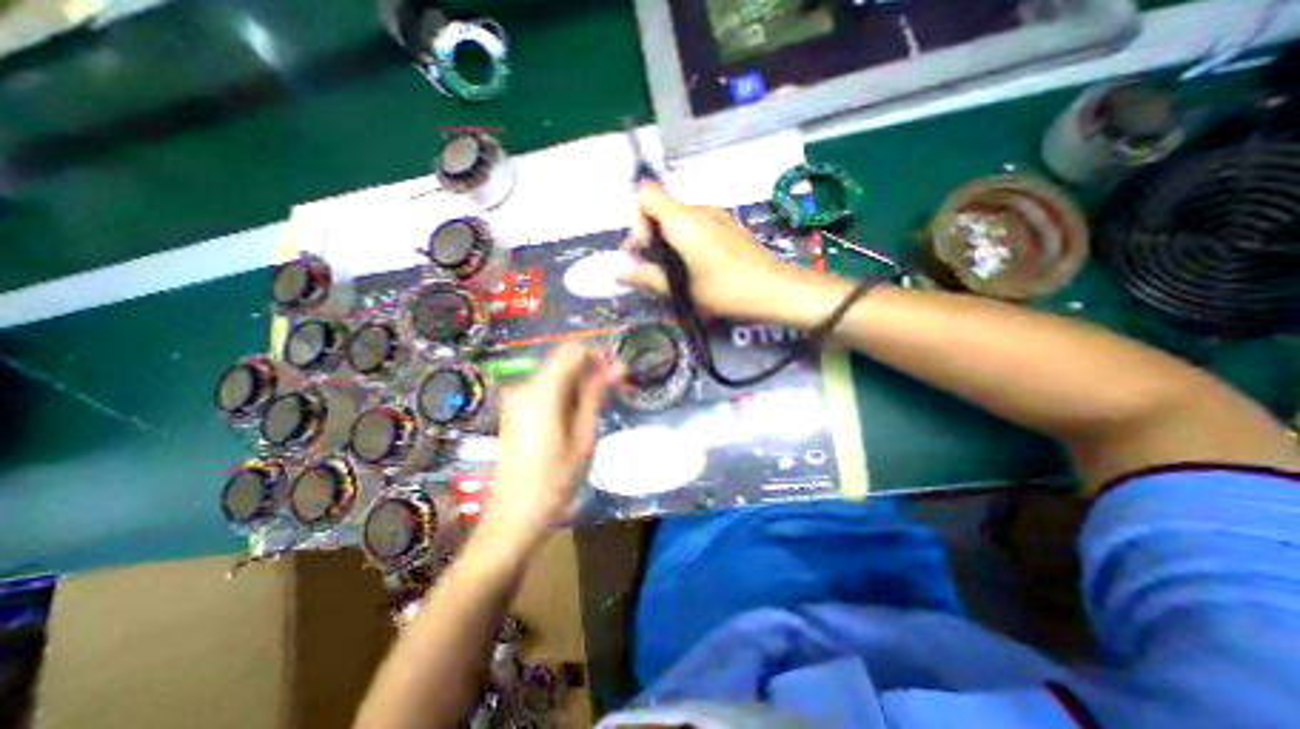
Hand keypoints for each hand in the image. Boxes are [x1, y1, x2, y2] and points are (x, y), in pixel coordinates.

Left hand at [483, 343, 615, 536]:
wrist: (516, 513)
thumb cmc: (555, 478)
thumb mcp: (583, 435)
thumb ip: (595, 394)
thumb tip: (616, 366)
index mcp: (541, 391)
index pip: (573, 351)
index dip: (598, 354)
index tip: (618, 371)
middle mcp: (525, 386)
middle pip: (563, 358)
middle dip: (591, 365)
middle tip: (615, 385)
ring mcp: (517, 396)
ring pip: (555, 371)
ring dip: (580, 378)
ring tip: (601, 398)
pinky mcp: (516, 408)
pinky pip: (546, 386)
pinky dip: (566, 389)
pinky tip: (579, 408)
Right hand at [620, 183, 802, 319]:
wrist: (775, 289)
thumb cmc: (726, 290)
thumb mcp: (682, 290)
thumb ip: (647, 278)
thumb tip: (618, 273)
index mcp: (683, 221)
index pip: (646, 194)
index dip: (636, 219)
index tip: (643, 249)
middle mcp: (699, 209)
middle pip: (661, 207)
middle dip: (650, 234)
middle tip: (653, 268)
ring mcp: (717, 214)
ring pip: (679, 217)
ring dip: (668, 239)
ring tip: (675, 271)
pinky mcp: (729, 224)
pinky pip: (697, 223)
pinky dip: (686, 239)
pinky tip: (697, 265)